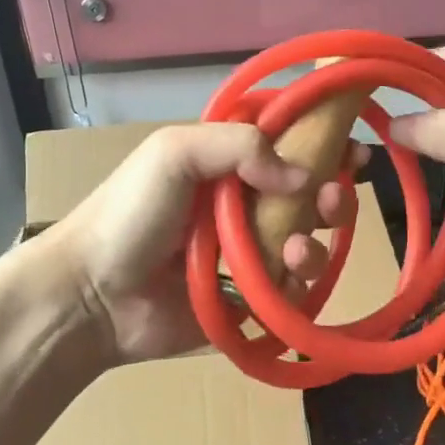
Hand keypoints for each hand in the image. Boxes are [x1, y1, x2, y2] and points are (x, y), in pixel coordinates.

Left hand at [42, 123, 362, 365]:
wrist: (93, 295)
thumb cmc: (131, 214)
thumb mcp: (175, 154)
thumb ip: (240, 146)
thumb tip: (304, 176)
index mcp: (228, 165)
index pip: (289, 146)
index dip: (323, 145)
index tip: (352, 150)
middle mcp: (246, 205)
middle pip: (311, 196)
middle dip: (334, 195)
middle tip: (336, 199)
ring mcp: (251, 254)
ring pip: (312, 242)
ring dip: (319, 242)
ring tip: (298, 249)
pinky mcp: (252, 299)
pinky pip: (296, 290)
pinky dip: (302, 282)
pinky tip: (287, 276)